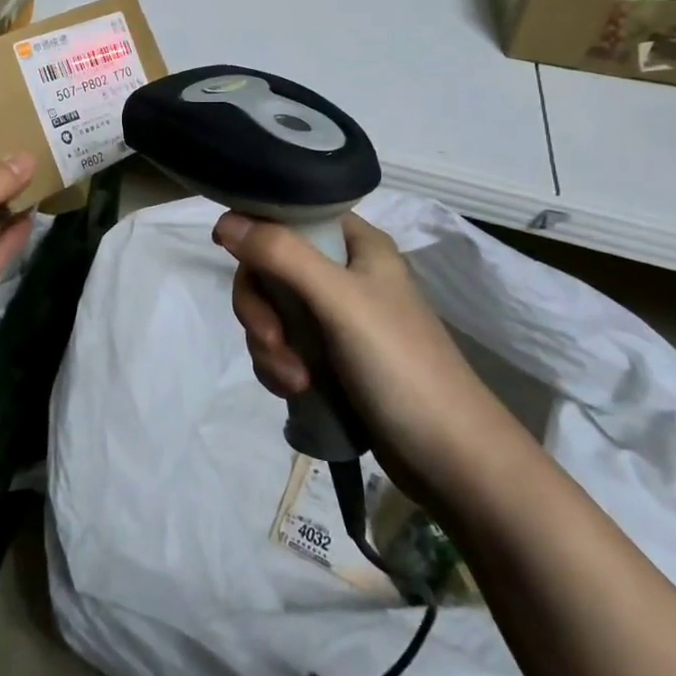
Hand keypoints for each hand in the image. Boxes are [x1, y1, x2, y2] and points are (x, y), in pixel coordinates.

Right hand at [213, 211, 513, 498]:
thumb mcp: (338, 300)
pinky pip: (281, 345)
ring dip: (268, 344)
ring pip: (271, 311)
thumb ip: (281, 255)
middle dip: (260, 307)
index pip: (290, 215)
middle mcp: (345, 273)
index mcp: (357, 244)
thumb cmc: (400, 365)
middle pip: (270, 267)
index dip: (256, 229)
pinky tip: (296, 391)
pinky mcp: (330, 357)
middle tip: (271, 338)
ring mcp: (337, 318)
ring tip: (294, 380)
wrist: (451, 460)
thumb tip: (225, 220)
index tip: (227, 251)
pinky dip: (278, 365)